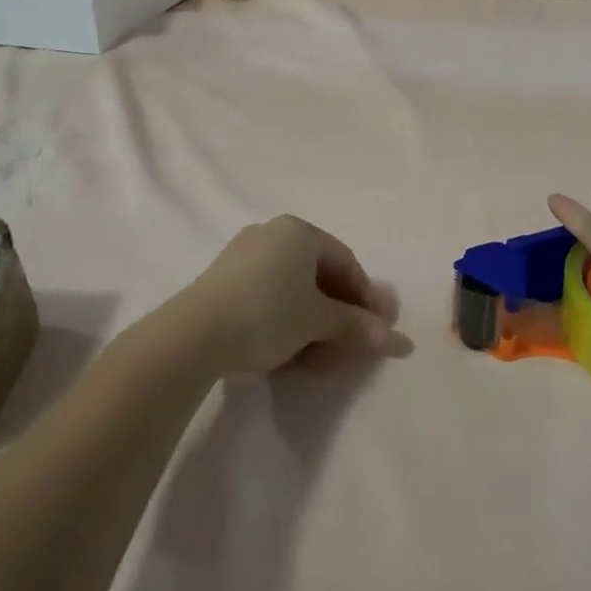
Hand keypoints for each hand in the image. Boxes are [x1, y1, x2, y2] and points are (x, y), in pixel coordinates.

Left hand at [183, 216, 396, 374]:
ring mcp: (243, 256)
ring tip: (318, 359)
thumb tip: (397, 341)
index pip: (347, 262)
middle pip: (319, 276)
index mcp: (300, 231)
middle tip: (349, 346)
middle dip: (338, 316)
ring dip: (312, 325)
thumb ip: (356, 326)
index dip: (365, 298)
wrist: (193, 336)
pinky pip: (267, 297)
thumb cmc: (268, 314)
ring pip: (292, 291)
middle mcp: (273, 234)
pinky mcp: (222, 282)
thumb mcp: (318, 321)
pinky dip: (285, 322)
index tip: (377, 329)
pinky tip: (288, 352)